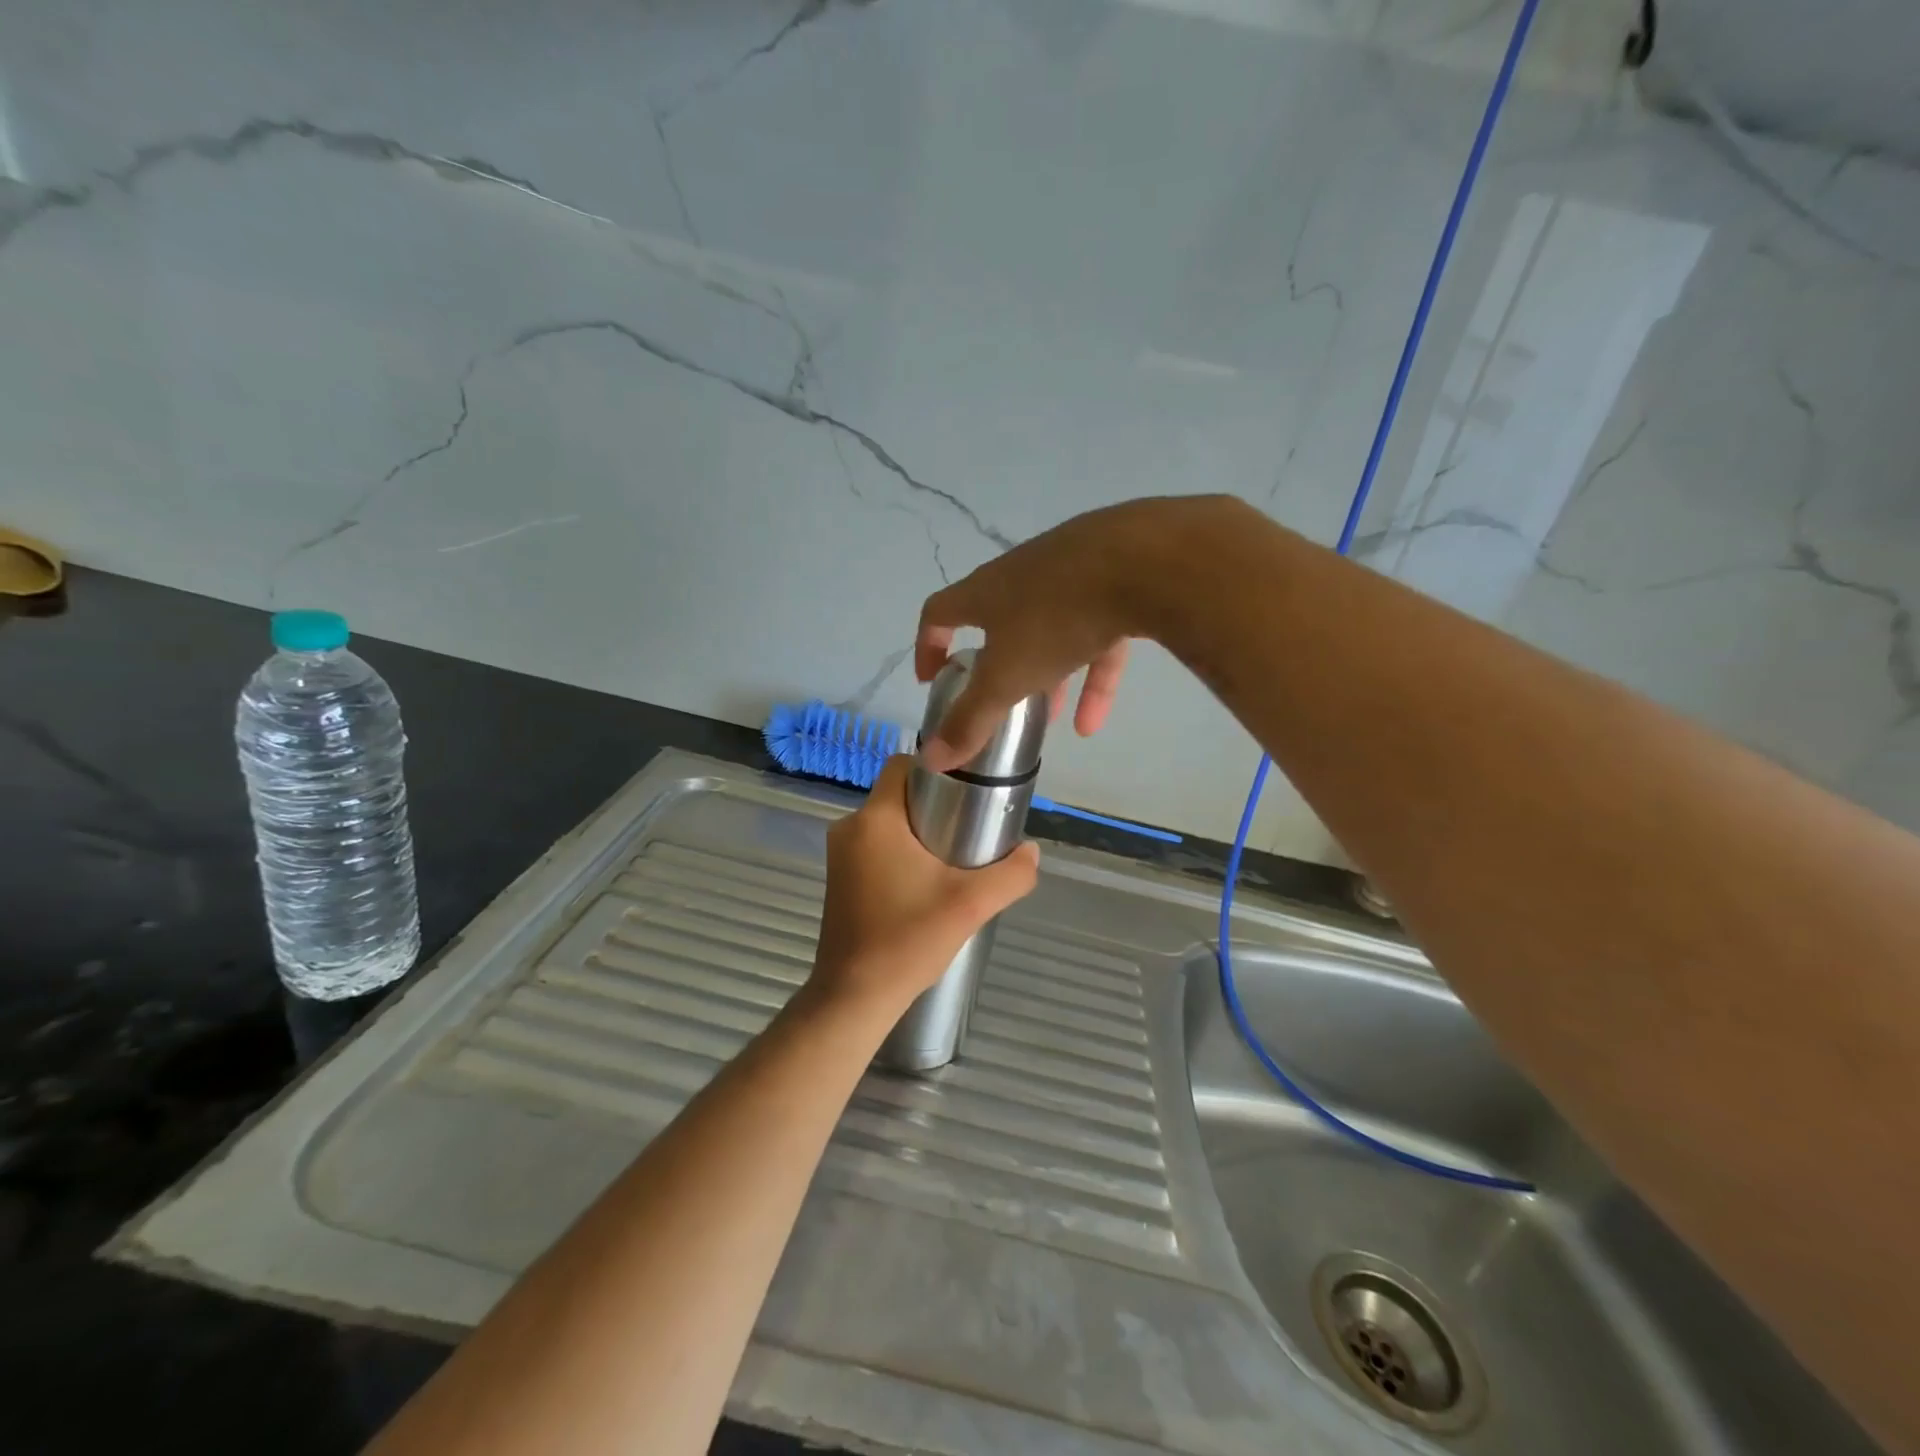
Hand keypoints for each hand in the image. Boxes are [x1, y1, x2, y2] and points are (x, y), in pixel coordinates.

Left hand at [808, 756, 1039, 1019]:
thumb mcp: (970, 905)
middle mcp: (850, 828)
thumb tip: (1031, 851)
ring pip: (888, 822)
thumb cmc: (907, 940)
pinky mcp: (840, 878)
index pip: (903, 765)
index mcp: (875, 819)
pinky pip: (876, 846)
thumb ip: (1010, 874)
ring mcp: (839, 855)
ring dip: (920, 831)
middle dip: (936, 804)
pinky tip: (927, 881)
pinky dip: (902, 852)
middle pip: (899, 795)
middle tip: (972, 826)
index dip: (938, 769)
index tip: (968, 791)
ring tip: (955, 856)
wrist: (854, 997)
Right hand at [915, 496, 1247, 769]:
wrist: (1142, 560)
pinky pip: (1097, 634)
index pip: (939, 612)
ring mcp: (1071, 573)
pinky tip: (1095, 721)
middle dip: (997, 666)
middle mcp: (1022, 575)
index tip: (933, 680)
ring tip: (1050, 720)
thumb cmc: (1055, 618)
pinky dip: (1092, 675)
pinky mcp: (1115, 581)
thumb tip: (931, 759)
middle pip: (999, 621)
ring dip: (1048, 676)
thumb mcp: (1006, 678)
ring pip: (1051, 630)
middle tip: (997, 701)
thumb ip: (970, 720)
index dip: (929, 647)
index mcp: (985, 591)